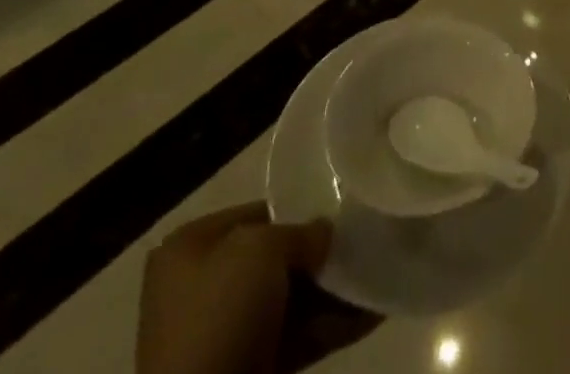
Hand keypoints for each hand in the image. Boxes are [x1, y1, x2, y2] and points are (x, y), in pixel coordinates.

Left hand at [137, 204, 379, 373]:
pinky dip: (334, 326)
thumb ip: (300, 233)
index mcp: (191, 249)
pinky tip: (374, 312)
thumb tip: (325, 235)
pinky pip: (298, 338)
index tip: (340, 210)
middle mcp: (204, 288)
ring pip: (292, 301)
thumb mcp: (263, 249)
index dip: (298, 211)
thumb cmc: (223, 313)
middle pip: (277, 260)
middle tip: (364, 243)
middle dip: (321, 255)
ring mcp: (227, 335)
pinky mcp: (250, 370)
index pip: (257, 215)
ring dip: (335, 291)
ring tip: (379, 274)